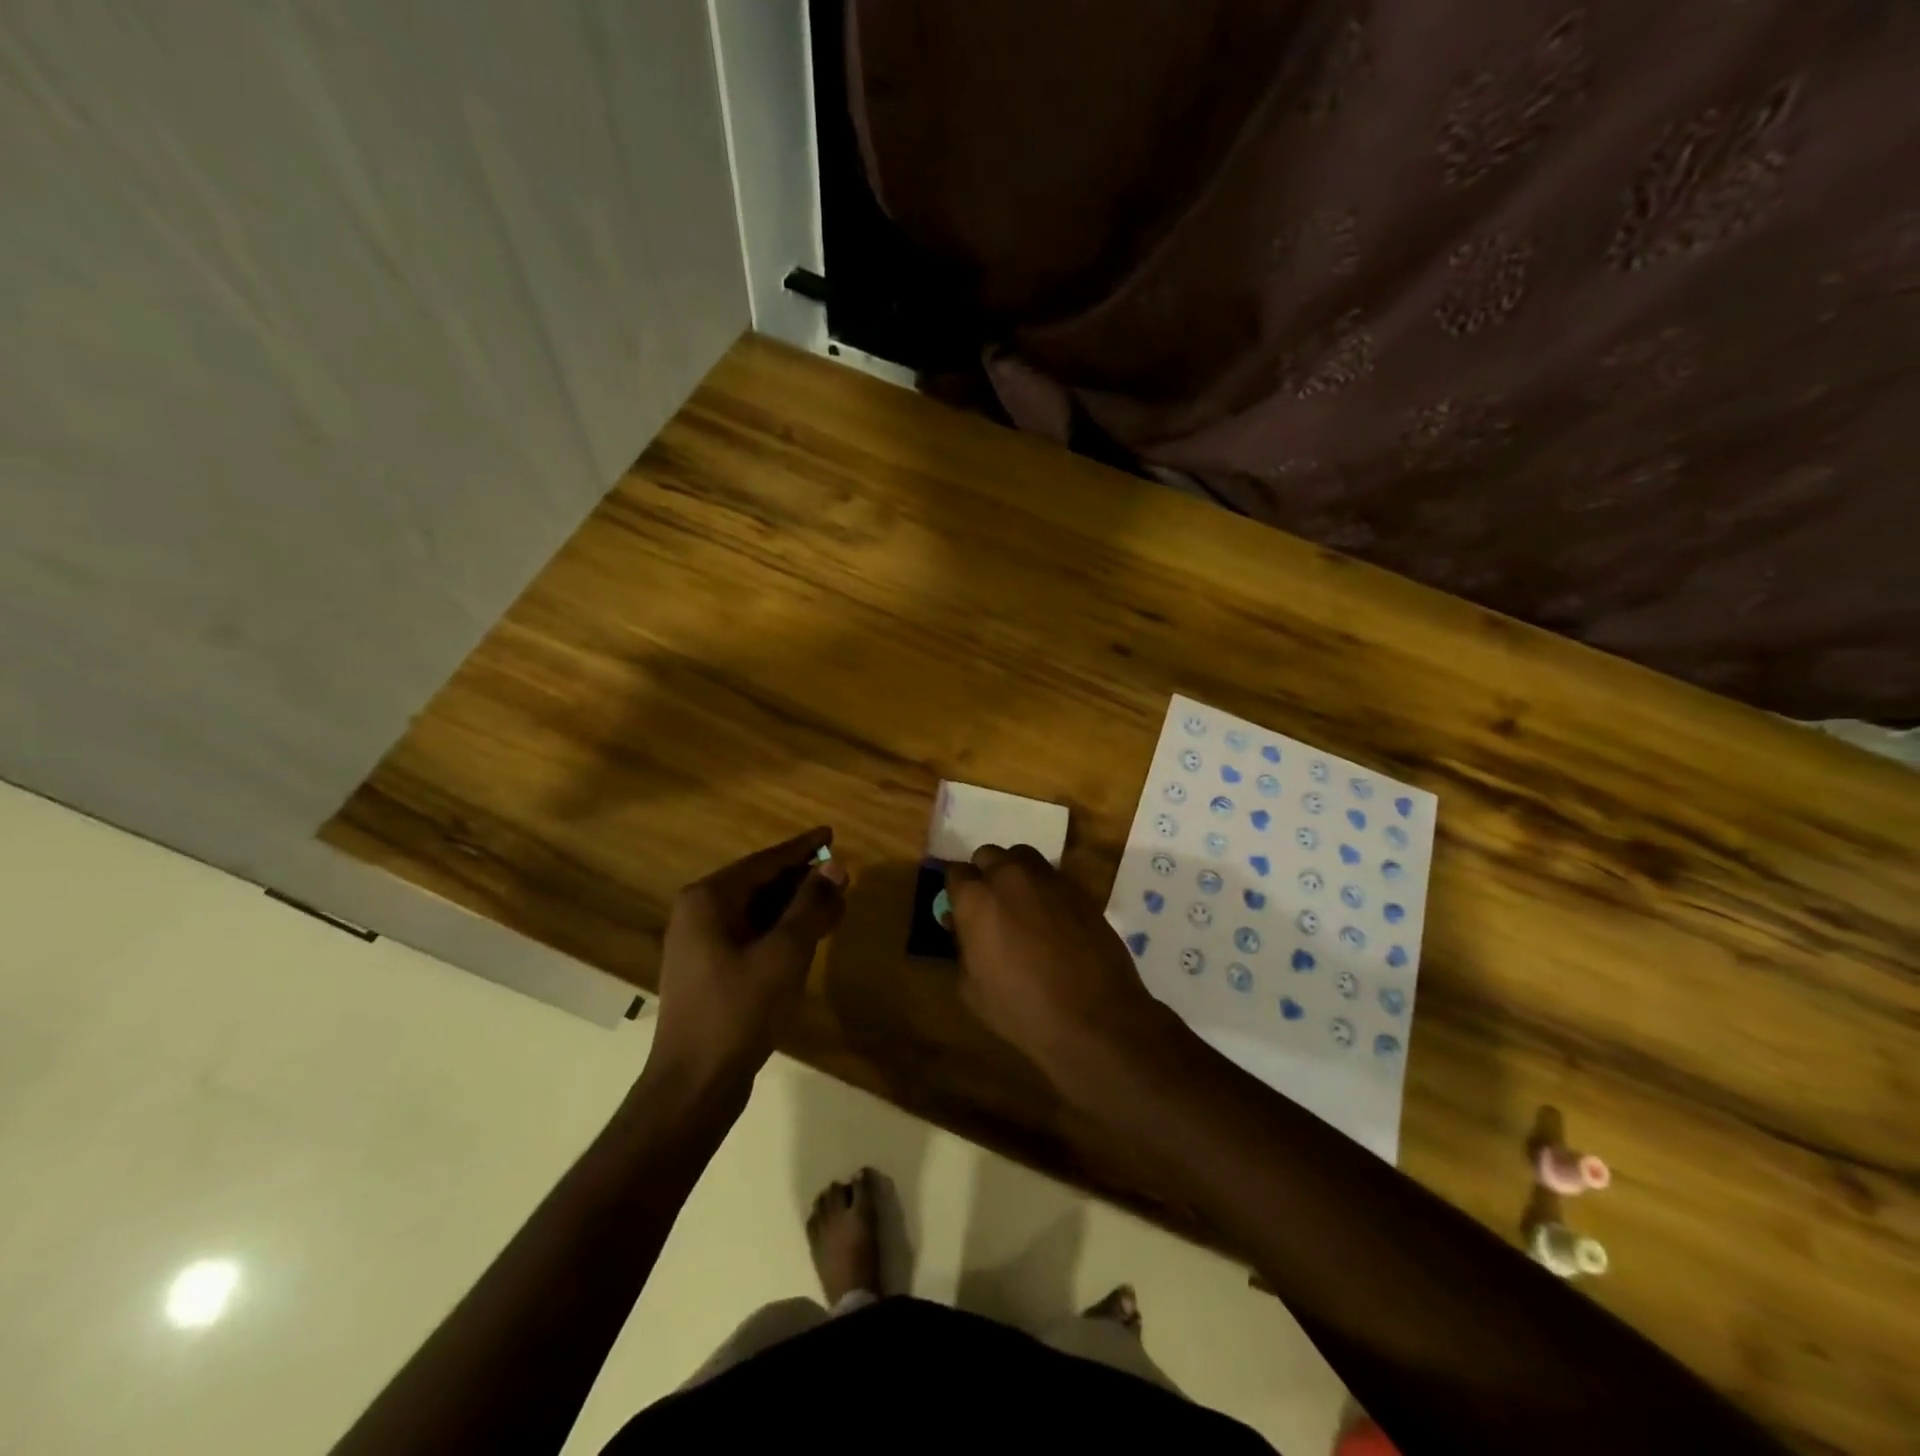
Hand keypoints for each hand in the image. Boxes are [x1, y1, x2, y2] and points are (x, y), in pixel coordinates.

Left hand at [647, 827, 848, 1100]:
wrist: (694, 1084)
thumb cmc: (739, 1010)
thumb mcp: (784, 953)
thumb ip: (811, 905)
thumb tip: (835, 866)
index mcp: (709, 899)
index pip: (765, 861)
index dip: (802, 848)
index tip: (830, 834)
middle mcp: (699, 912)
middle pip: (760, 884)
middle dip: (802, 880)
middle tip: (842, 876)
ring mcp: (701, 943)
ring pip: (757, 911)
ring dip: (796, 907)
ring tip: (835, 904)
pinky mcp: (710, 970)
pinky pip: (751, 935)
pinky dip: (781, 931)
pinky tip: (810, 936)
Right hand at [943, 845, 1175, 1094]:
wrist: (1094, 1018)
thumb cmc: (1022, 1010)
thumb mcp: (971, 989)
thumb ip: (960, 947)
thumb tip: (958, 923)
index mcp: (976, 898)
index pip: (955, 873)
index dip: (956, 892)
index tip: (959, 910)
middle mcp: (1010, 876)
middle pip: (988, 855)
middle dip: (984, 875)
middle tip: (990, 907)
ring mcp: (1048, 878)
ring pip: (1022, 857)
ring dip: (1014, 872)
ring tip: (1020, 904)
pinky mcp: (1078, 888)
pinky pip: (1052, 875)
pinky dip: (1044, 887)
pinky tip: (1050, 916)